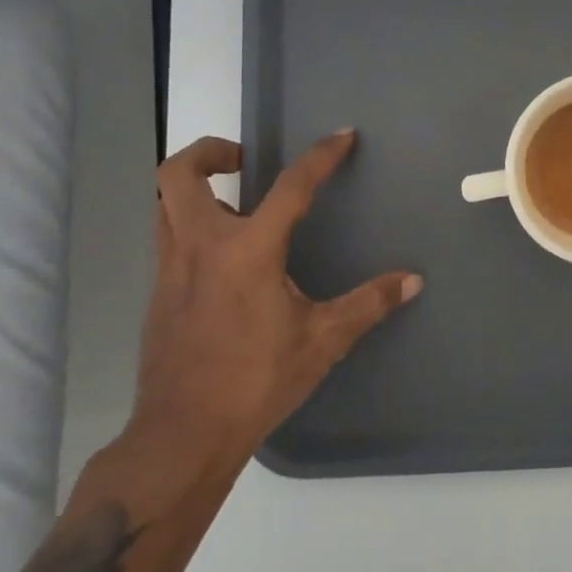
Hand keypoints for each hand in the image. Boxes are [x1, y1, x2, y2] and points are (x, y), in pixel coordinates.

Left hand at [128, 131, 421, 472]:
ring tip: (234, 202)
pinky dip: (190, 224)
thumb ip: (368, 304)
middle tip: (244, 160)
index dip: (320, 156)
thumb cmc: (256, 381)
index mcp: (247, 252)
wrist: (183, 434)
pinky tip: (225, 257)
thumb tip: (412, 281)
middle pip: (179, 174)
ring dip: (194, 187)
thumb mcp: (323, 341)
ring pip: (164, 203)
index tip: (342, 136)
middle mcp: (201, 248)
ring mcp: (171, 269)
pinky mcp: (159, 294)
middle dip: (210, 151)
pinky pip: (167, 237)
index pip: (290, 187)